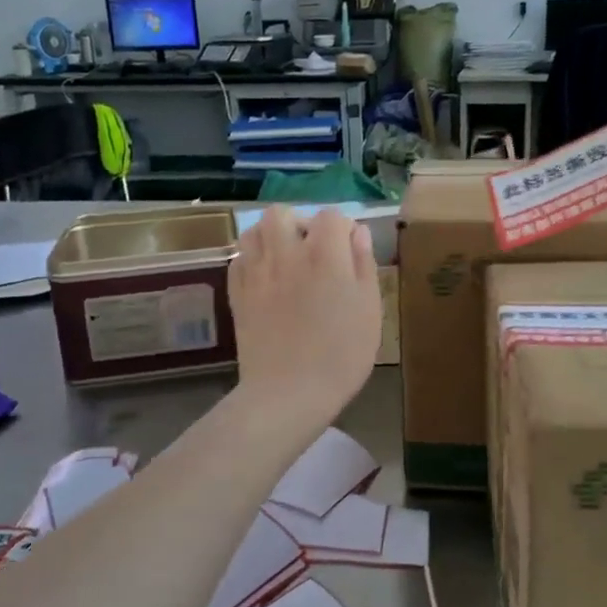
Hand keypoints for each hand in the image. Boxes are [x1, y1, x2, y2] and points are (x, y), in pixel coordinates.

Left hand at [228, 207, 380, 426]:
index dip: (342, 229)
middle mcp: (286, 253)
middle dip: (298, 223)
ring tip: (285, 259)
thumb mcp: (369, 309)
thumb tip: (356, 232)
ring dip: (270, 237)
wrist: (288, 392)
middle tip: (312, 251)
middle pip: (282, 213)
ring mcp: (256, 272)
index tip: (348, 252)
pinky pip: (239, 259)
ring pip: (253, 230)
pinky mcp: (236, 293)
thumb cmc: (341, 354)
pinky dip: (252, 260)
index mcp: (324, 255)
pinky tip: (265, 279)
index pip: (331, 216)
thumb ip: (363, 265)